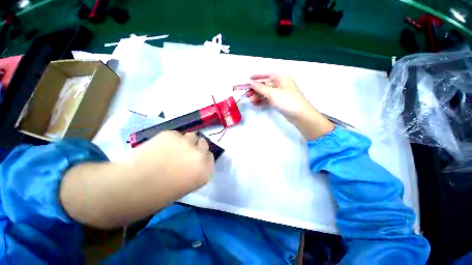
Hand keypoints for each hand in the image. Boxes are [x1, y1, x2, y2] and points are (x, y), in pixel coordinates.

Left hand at [131, 131, 214, 192]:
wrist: (130, 188)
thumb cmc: (158, 194)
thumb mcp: (185, 185)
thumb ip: (195, 170)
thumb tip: (194, 160)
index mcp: (205, 171)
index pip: (210, 157)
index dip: (202, 156)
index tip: (195, 159)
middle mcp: (200, 155)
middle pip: (203, 143)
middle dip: (196, 146)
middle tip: (184, 152)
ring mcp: (186, 143)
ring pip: (191, 136)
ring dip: (185, 141)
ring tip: (172, 148)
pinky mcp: (171, 134)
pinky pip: (175, 134)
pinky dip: (170, 139)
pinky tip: (159, 148)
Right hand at [248, 74, 333, 139]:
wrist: (300, 115)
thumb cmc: (287, 100)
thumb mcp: (272, 93)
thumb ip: (260, 88)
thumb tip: (251, 83)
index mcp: (281, 78)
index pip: (267, 74)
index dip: (257, 76)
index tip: (247, 79)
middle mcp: (281, 84)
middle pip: (265, 85)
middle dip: (256, 89)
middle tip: (247, 94)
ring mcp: (280, 94)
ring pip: (266, 93)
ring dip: (258, 96)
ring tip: (250, 101)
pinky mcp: (280, 102)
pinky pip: (269, 100)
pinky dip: (262, 102)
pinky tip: (256, 105)